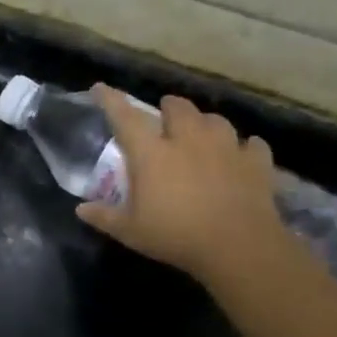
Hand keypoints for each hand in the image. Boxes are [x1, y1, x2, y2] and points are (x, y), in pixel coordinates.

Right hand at [75, 87, 288, 285]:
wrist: (240, 248)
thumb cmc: (176, 236)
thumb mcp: (130, 231)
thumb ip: (104, 217)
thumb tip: (80, 209)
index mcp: (152, 154)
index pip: (125, 117)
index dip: (111, 100)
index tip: (100, 88)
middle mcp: (188, 141)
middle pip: (179, 108)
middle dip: (169, 107)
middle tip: (164, 115)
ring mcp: (226, 149)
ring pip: (216, 120)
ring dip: (205, 122)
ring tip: (201, 132)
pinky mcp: (256, 164)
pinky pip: (252, 145)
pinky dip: (245, 147)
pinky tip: (242, 153)